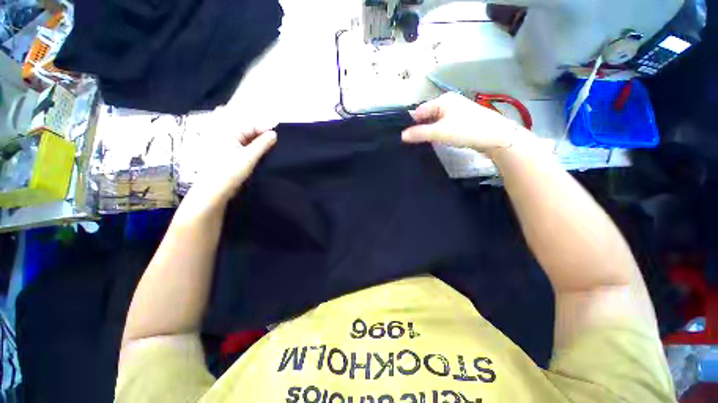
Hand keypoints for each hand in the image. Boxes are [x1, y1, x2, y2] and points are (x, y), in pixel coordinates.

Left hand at [187, 126, 276, 209]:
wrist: (213, 192)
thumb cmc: (229, 173)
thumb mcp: (249, 157)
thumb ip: (263, 144)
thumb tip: (274, 134)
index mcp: (226, 129)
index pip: (250, 123)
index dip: (264, 128)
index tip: (277, 136)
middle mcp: (223, 131)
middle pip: (246, 126)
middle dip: (260, 131)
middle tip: (273, 140)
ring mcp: (223, 140)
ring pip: (244, 134)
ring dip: (256, 138)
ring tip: (267, 145)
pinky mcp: (225, 149)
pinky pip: (240, 141)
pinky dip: (250, 144)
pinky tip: (258, 150)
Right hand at [402, 92, 520, 151]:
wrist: (495, 136)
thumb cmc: (465, 130)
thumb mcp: (439, 132)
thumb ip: (419, 133)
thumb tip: (402, 136)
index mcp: (442, 100)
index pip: (420, 110)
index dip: (412, 123)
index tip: (406, 137)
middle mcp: (449, 102)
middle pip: (428, 115)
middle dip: (421, 127)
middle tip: (414, 142)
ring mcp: (457, 111)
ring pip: (437, 121)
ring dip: (430, 131)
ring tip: (425, 143)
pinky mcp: (463, 121)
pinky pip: (445, 125)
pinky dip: (440, 132)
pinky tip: (439, 141)